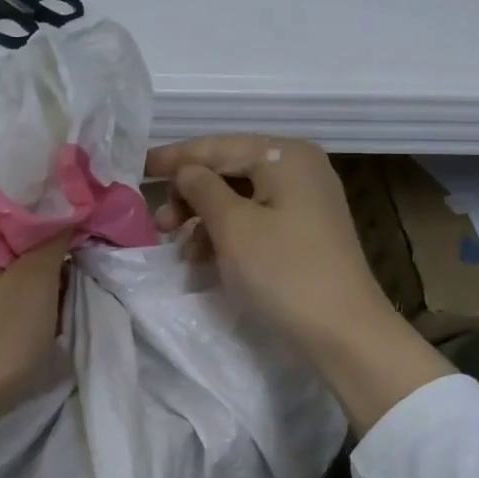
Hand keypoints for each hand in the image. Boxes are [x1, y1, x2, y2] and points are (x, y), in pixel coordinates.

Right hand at [145, 135, 452, 429]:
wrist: (342, 330)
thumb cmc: (282, 272)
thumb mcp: (233, 227)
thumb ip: (202, 189)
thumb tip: (185, 172)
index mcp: (284, 156)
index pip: (217, 147)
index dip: (174, 158)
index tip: (136, 169)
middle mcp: (298, 168)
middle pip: (228, 170)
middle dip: (189, 195)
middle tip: (160, 225)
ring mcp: (304, 201)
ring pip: (238, 198)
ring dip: (204, 219)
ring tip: (180, 250)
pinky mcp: (303, 231)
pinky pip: (254, 220)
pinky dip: (226, 234)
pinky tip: (205, 258)